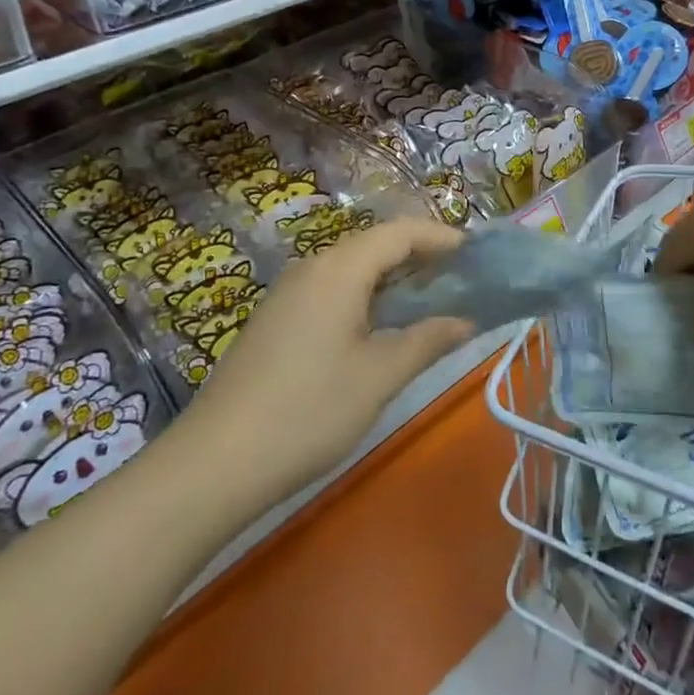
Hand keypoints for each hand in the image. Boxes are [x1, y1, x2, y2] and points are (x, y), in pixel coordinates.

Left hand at [185, 219, 475, 506]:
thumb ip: (428, 340)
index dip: (441, 237)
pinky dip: (366, 296)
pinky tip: (380, 327)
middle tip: (462, 280)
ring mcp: (289, 293)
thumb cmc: (308, 411)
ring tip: (431, 302)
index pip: (400, 233)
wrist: (215, 461)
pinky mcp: (276, 319)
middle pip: (375, 245)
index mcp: (339, 269)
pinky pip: (332, 289)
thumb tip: (466, 321)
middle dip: (420, 256)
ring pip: (353, 268)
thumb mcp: (379, 376)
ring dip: (393, 278)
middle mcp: (312, 268)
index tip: (478, 254)